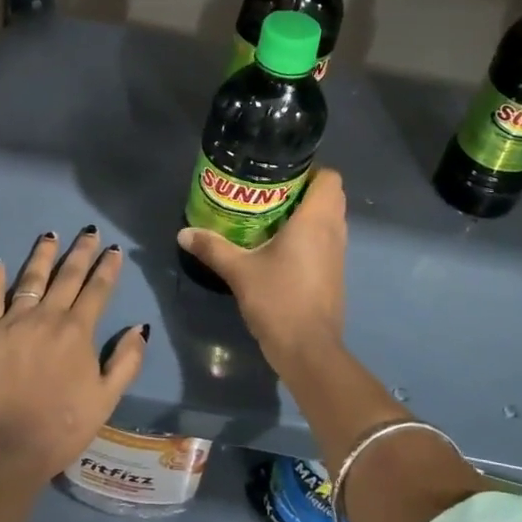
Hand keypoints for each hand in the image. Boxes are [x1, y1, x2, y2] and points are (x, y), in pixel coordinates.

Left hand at [0, 227, 147, 484]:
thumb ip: (126, 360)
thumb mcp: (107, 398)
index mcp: (78, 331)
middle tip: (88, 231)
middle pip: (67, 276)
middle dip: (80, 251)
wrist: (7, 447)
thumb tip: (140, 328)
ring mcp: (13, 322)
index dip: (107, 268)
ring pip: (30, 278)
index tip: (113, 250)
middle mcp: (47, 316)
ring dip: (42, 255)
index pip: (97, 290)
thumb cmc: (63, 426)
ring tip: (50, 235)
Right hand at [176, 166, 346, 368]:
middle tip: (270, 193)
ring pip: (330, 220)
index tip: (281, 175)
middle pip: (330, 196)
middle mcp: (333, 231)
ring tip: (271, 216)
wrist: (308, 350)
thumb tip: (183, 233)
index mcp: (316, 221)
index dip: (311, 171)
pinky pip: (327, 241)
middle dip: (305, 190)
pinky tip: (280, 247)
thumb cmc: (278, 300)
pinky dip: (310, 236)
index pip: (330, 178)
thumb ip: (212, 247)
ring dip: (308, 214)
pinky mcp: (334, 274)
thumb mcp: (239, 271)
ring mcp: (338, 255)